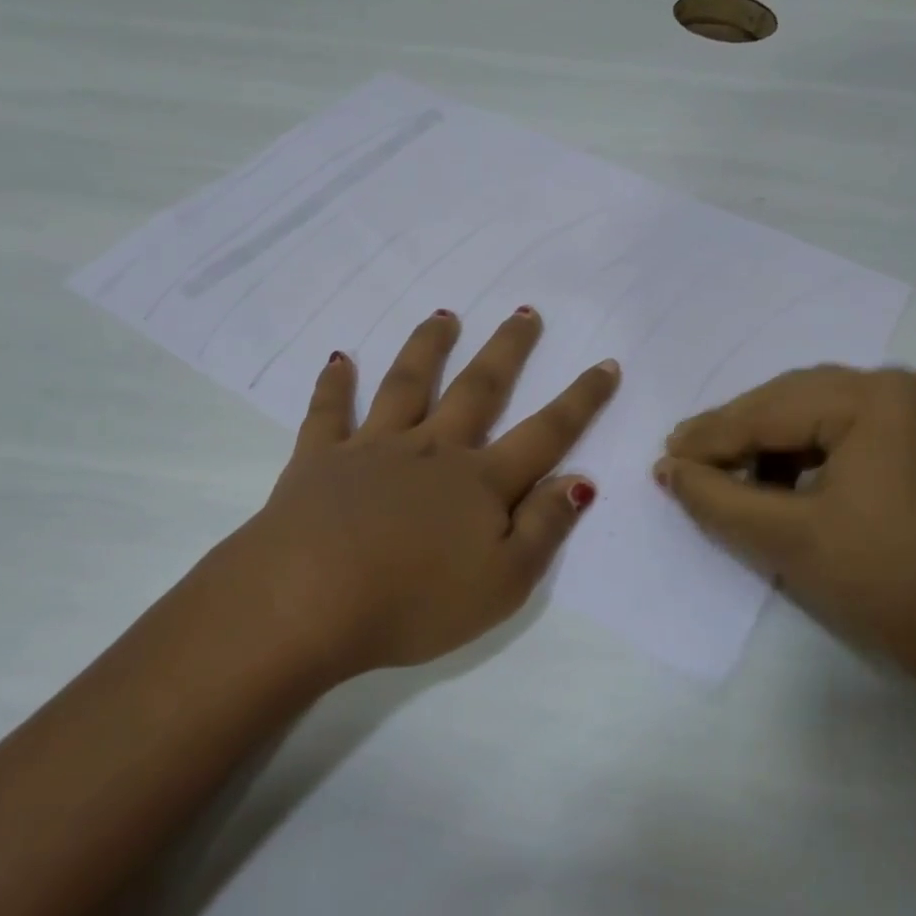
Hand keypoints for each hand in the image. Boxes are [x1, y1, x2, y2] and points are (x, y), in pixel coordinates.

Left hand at [231, 308, 618, 679]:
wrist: (309, 600)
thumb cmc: (414, 603)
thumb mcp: (502, 583)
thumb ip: (544, 528)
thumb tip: (580, 480)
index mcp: (479, 482)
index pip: (545, 433)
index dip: (581, 400)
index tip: (606, 364)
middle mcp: (432, 451)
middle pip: (479, 389)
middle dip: (508, 350)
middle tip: (526, 312)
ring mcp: (374, 448)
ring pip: (408, 384)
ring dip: (428, 347)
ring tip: (443, 315)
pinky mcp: (320, 459)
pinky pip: (329, 412)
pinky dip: (334, 385)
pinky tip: (338, 360)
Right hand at [656, 367, 915, 692]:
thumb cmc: (885, 586)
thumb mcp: (786, 537)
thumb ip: (716, 496)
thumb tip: (667, 468)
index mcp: (882, 398)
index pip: (773, 409)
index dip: (713, 436)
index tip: (666, 456)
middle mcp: (914, 383)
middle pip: (799, 400)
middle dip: (741, 433)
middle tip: (688, 460)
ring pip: (826, 409)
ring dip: (776, 439)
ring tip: (731, 474)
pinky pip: (858, 424)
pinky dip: (816, 447)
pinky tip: (784, 476)